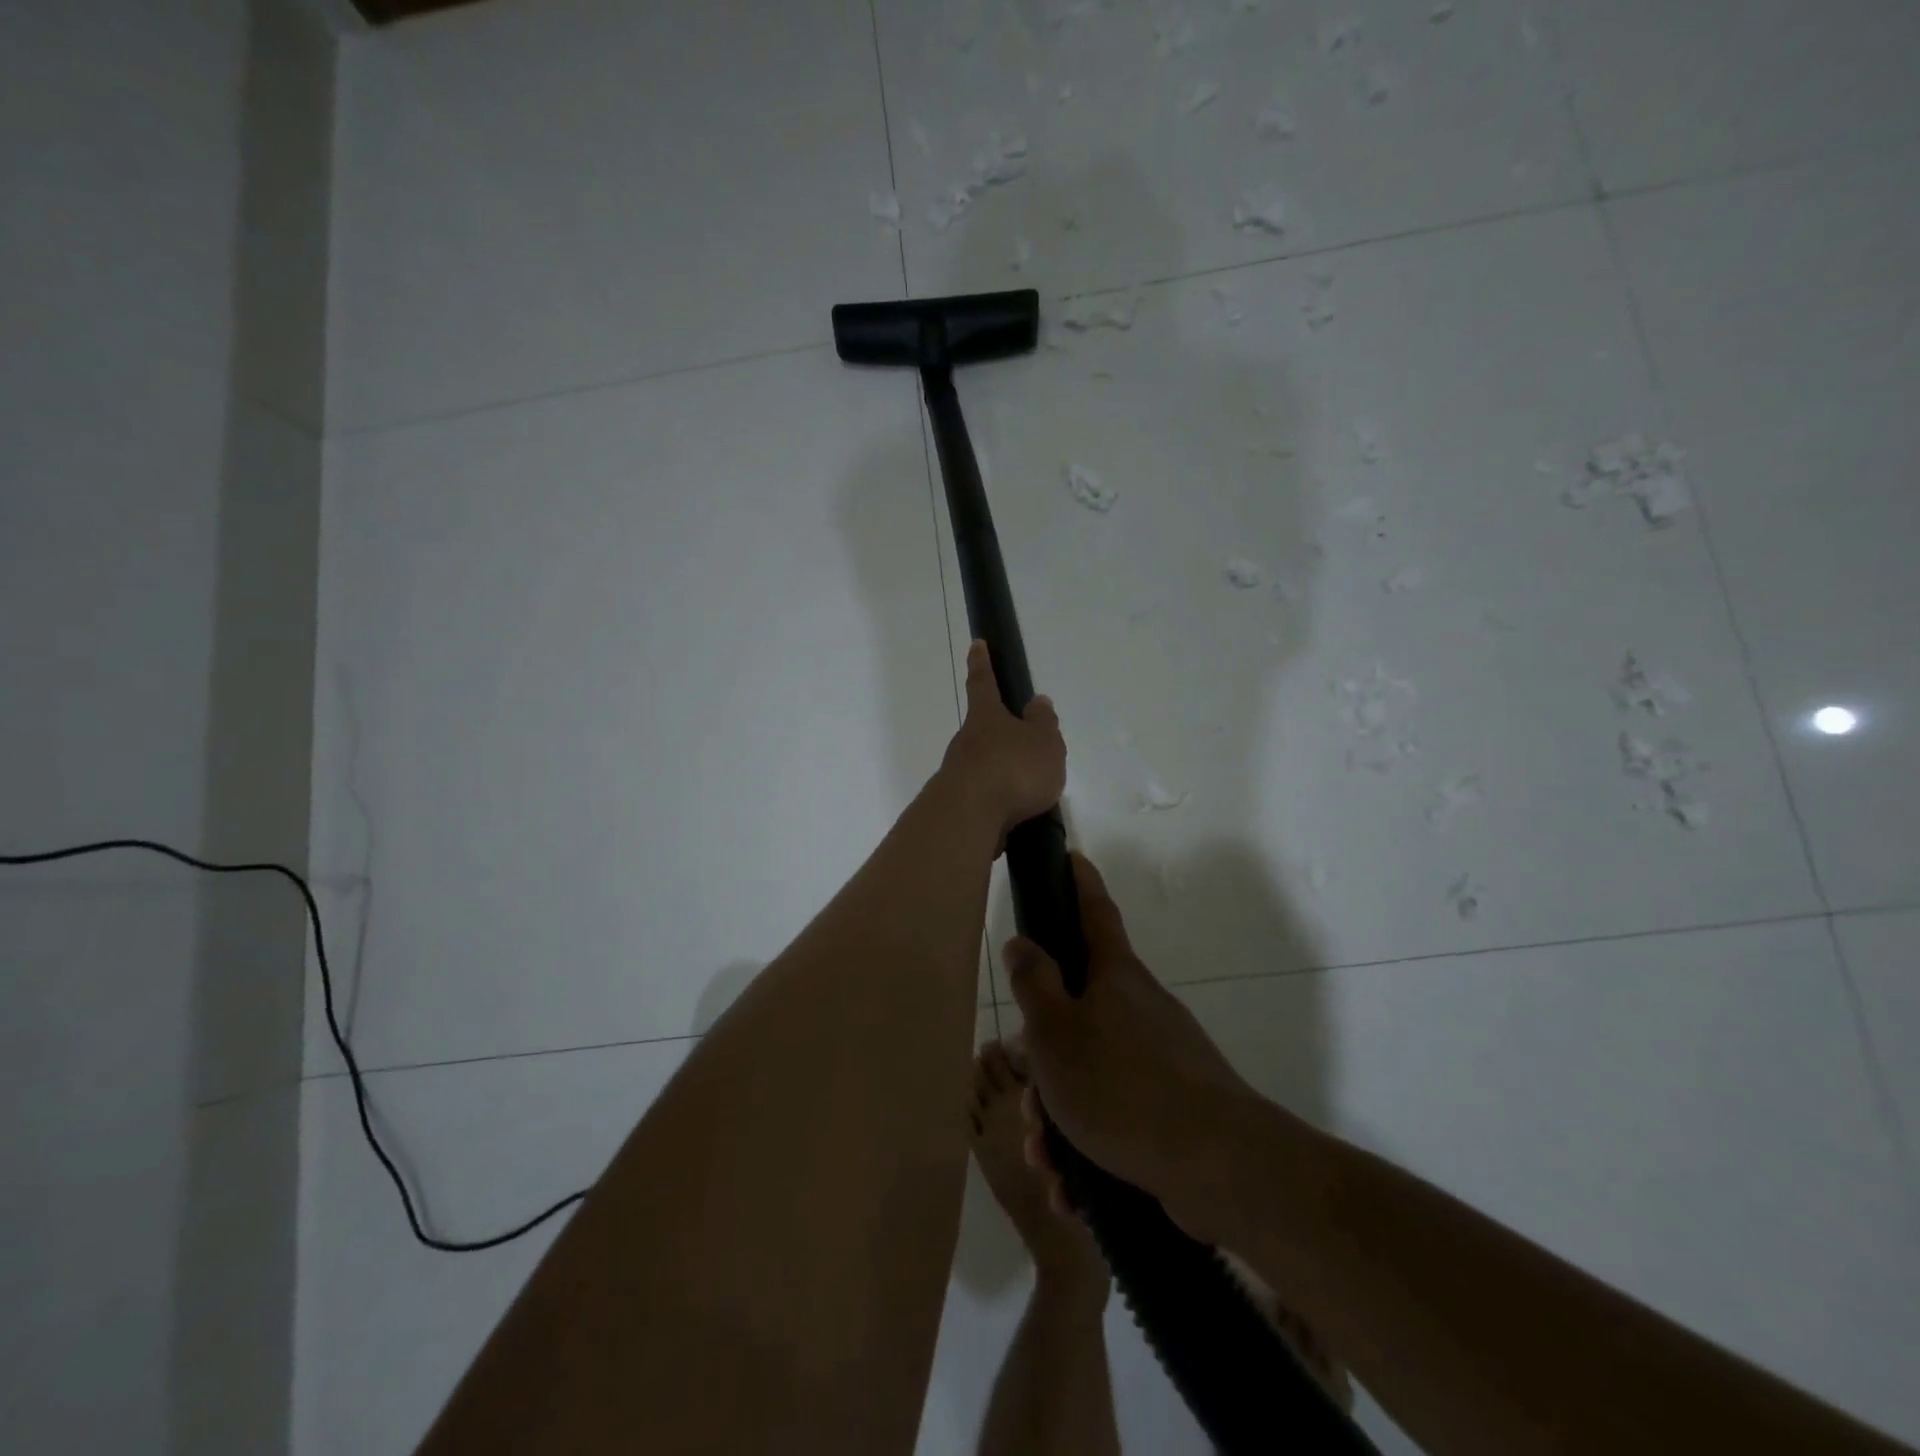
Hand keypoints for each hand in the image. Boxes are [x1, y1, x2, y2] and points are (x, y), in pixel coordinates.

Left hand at [937, 641, 1066, 839]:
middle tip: (1027, 745)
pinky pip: (984, 794)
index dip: (982, 662)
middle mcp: (966, 740)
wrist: (969, 818)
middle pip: (983, 729)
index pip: (982, 682)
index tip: (976, 644)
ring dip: (1003, 771)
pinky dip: (1000, 799)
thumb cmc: (1012, 769)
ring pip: (984, 764)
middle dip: (1001, 733)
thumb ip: (1043, 723)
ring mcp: (958, 773)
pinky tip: (1017, 812)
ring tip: (1032, 789)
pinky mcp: (959, 804)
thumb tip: (1037, 703)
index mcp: (986, 716)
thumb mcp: (1043, 742)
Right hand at [1005, 853, 1261, 1239]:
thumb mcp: (1056, 1031)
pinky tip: (1071, 1187)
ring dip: (1060, 1115)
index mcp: (1114, 976)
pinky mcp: (1172, 1106)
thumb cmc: (1121, 1084)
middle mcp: (1139, 1007)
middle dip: (1045, 1057)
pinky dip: (1088, 1145)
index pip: (1093, 910)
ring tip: (1047, 1159)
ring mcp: (1161, 1057)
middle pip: (1078, 1012)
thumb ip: (1033, 982)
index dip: (1079, 882)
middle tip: (1028, 1099)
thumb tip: (1022, 942)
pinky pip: (1115, 1115)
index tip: (1071, 856)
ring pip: (1091, 1073)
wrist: (1217, 1166)